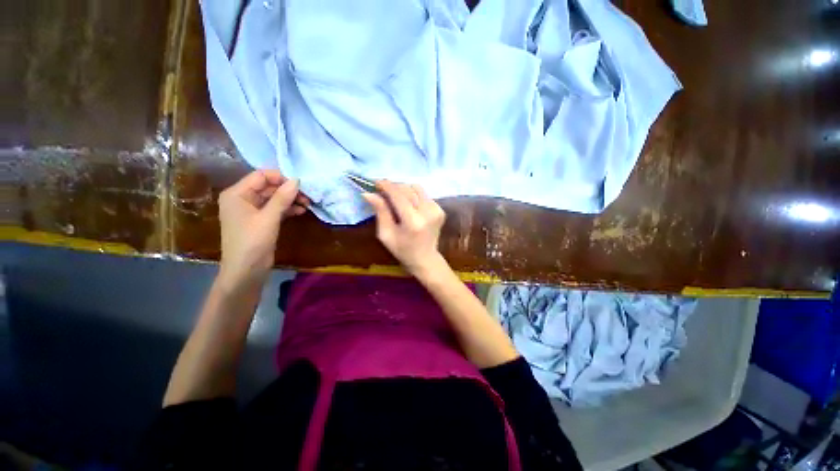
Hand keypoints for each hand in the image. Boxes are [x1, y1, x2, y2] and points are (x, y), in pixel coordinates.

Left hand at [217, 170, 308, 290]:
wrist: (246, 271)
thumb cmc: (252, 242)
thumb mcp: (268, 218)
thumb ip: (282, 198)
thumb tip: (297, 180)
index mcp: (237, 194)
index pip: (260, 176)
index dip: (280, 178)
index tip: (300, 185)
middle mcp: (243, 199)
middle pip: (268, 187)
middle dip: (288, 190)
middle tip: (307, 196)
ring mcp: (252, 211)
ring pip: (274, 198)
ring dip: (290, 200)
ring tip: (307, 204)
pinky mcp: (260, 221)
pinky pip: (275, 209)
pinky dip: (287, 209)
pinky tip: (301, 211)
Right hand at [363, 180, 446, 275]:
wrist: (425, 258)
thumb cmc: (402, 250)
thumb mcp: (386, 234)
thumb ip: (380, 211)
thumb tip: (368, 193)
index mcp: (413, 221)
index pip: (398, 195)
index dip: (386, 186)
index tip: (376, 182)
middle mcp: (427, 212)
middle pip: (408, 189)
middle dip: (394, 187)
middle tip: (382, 191)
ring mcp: (436, 210)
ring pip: (417, 188)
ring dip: (404, 190)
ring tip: (396, 199)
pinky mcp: (440, 210)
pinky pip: (424, 195)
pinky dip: (414, 196)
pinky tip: (409, 206)